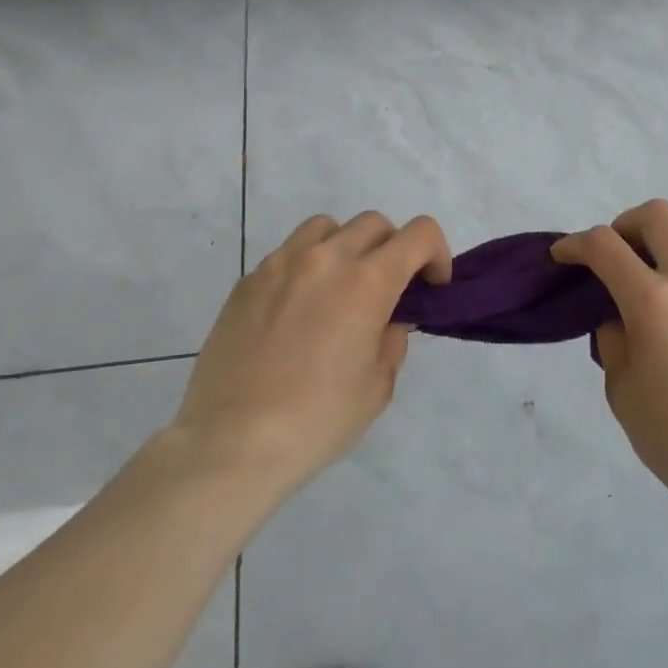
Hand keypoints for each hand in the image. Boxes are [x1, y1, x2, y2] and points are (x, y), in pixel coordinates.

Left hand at [173, 212, 451, 499]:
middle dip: (393, 250)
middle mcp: (325, 259)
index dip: (436, 254)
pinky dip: (307, 266)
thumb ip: (392, 339)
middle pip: (374, 224)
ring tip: (340, 288)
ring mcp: (280, 265)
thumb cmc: (317, 420)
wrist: (231, 444)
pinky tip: (298, 309)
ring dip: (346, 247)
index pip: (419, 234)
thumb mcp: (377, 386)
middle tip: (388, 291)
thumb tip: (388, 318)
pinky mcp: (247, 281)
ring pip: (326, 227)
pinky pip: (288, 253)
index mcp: (367, 282)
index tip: (431, 286)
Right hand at [553, 200, 667, 519]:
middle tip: (618, 255)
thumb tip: (618, 316)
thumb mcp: (622, 391)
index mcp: (653, 303)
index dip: (576, 243)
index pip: (604, 246)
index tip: (564, 255)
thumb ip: (613, 340)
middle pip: (657, 215)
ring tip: (663, 271)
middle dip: (625, 225)